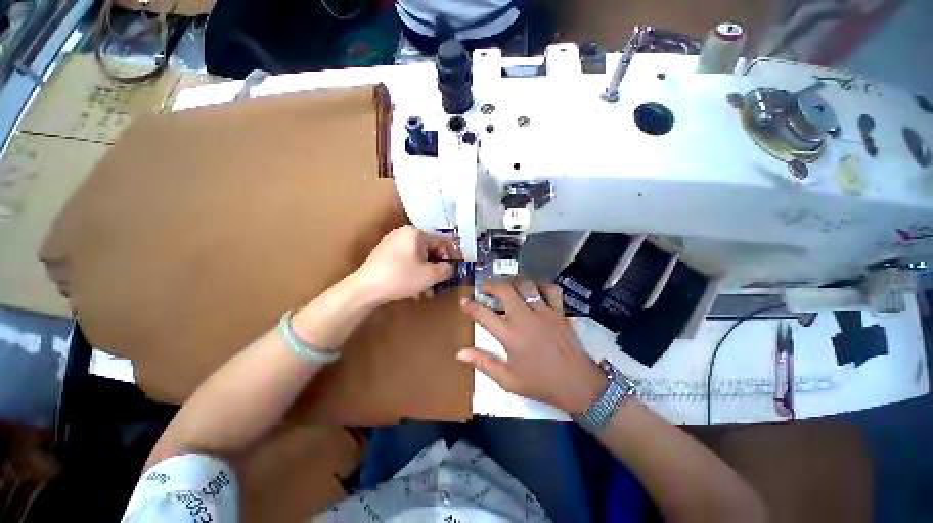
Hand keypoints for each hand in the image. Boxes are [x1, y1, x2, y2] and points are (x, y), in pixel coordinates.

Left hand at [352, 225, 456, 303]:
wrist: (365, 288)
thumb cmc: (401, 277)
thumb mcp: (430, 275)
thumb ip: (446, 270)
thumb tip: (450, 268)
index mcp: (416, 233)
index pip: (442, 241)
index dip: (451, 256)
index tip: (453, 271)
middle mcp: (404, 233)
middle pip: (429, 250)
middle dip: (436, 268)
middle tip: (439, 284)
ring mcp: (392, 242)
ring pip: (418, 257)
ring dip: (425, 273)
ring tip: (426, 292)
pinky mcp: (384, 253)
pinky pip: (406, 260)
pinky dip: (413, 272)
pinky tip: (413, 288)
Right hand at [457, 280, 606, 412]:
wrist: (577, 384)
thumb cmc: (540, 383)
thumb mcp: (508, 380)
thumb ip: (483, 363)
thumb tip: (460, 352)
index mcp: (510, 336)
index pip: (483, 314)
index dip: (470, 306)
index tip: (464, 301)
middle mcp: (525, 318)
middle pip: (505, 290)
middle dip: (491, 285)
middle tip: (485, 288)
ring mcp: (544, 312)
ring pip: (526, 285)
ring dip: (513, 283)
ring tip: (508, 288)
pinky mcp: (559, 312)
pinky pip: (551, 290)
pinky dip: (542, 286)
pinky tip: (536, 290)